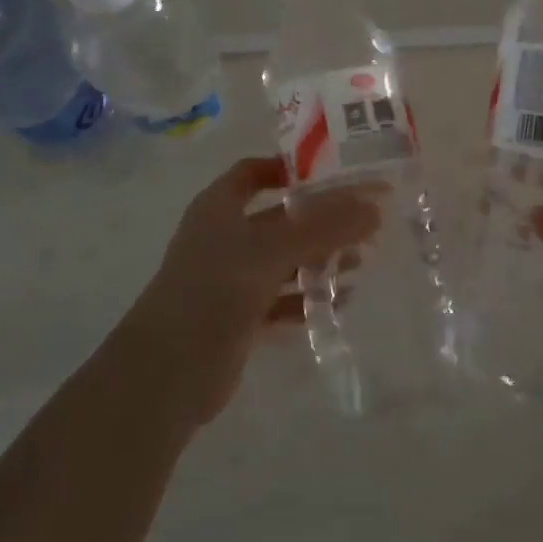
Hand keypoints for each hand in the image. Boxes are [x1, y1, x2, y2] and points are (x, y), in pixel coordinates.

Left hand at [121, 156, 381, 426]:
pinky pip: (280, 298)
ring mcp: (229, 279)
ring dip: (319, 260)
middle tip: (364, 223)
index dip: (289, 169)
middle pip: (278, 218)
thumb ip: (325, 228)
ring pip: (283, 260)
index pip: (254, 172)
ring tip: (361, 263)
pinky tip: (340, 303)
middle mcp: (224, 237)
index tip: (333, 173)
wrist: (166, 373)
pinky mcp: (238, 316)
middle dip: (320, 221)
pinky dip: (307, 298)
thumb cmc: (214, 291)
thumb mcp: (273, 251)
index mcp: (219, 207)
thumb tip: (376, 206)